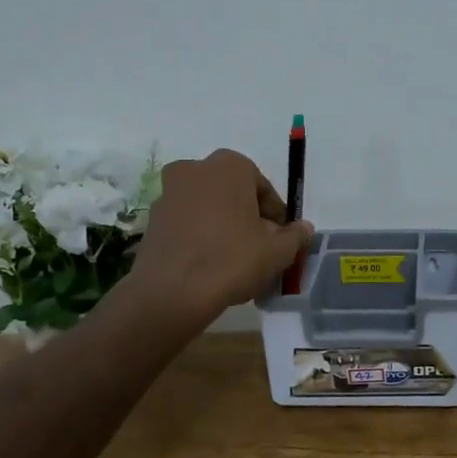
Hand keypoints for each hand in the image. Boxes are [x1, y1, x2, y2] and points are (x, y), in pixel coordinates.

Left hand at [129, 148, 312, 324]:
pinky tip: (210, 266)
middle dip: (248, 218)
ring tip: (235, 261)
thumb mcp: (277, 251)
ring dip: (224, 227)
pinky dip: (200, 238)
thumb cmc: (232, 259)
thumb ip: (295, 236)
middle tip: (260, 250)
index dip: (277, 217)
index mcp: (230, 166)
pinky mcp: (152, 219)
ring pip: (209, 208)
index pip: (264, 189)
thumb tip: (303, 228)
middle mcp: (195, 169)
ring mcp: (168, 192)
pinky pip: (187, 224)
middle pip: (234, 195)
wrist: (172, 291)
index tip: (281, 240)